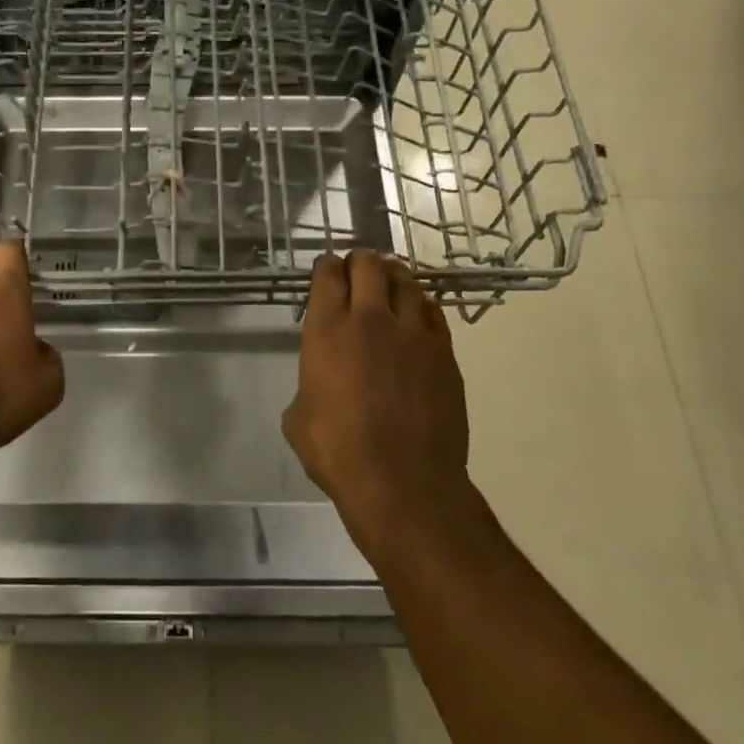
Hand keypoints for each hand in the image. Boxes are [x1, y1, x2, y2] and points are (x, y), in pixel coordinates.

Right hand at [282, 250, 470, 552]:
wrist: (403, 483)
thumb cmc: (339, 452)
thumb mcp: (299, 417)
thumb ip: (309, 384)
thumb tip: (320, 384)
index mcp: (327, 330)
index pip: (328, 275)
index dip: (328, 266)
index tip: (328, 269)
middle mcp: (369, 319)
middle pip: (369, 265)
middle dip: (360, 260)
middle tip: (358, 267)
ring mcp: (412, 332)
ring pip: (405, 281)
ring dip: (393, 274)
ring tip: (389, 277)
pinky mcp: (443, 352)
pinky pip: (432, 311)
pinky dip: (420, 303)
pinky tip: (416, 310)